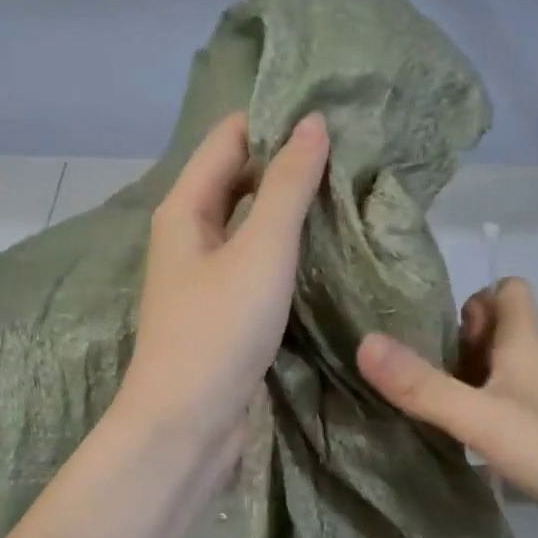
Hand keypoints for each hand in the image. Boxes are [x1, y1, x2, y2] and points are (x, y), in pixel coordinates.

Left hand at [117, 110, 329, 461]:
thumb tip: (313, 123)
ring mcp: (205, 275)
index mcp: (185, 208)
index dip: (275, 120)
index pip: (229, 137)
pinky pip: (257, 261)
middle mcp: (190, 234)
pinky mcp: (223, 310)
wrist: (187, 425)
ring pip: (250, 223)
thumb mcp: (260, 251)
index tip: (332, 113)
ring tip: (348, 192)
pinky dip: (287, 249)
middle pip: (239, 178)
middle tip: (352, 153)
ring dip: (290, 207)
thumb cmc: (219, 331)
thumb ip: (287, 186)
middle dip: (287, 162)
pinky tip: (325, 248)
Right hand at [356, 278, 537, 537]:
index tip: (432, 323)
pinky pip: (509, 409)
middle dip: (458, 341)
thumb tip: (364, 342)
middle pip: (499, 332)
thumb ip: (424, 386)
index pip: (509, 290)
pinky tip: (460, 440)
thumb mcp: (483, 419)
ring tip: (423, 402)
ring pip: (503, 373)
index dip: (474, 296)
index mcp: (528, 346)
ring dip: (466, 379)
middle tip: (413, 367)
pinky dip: (482, 414)